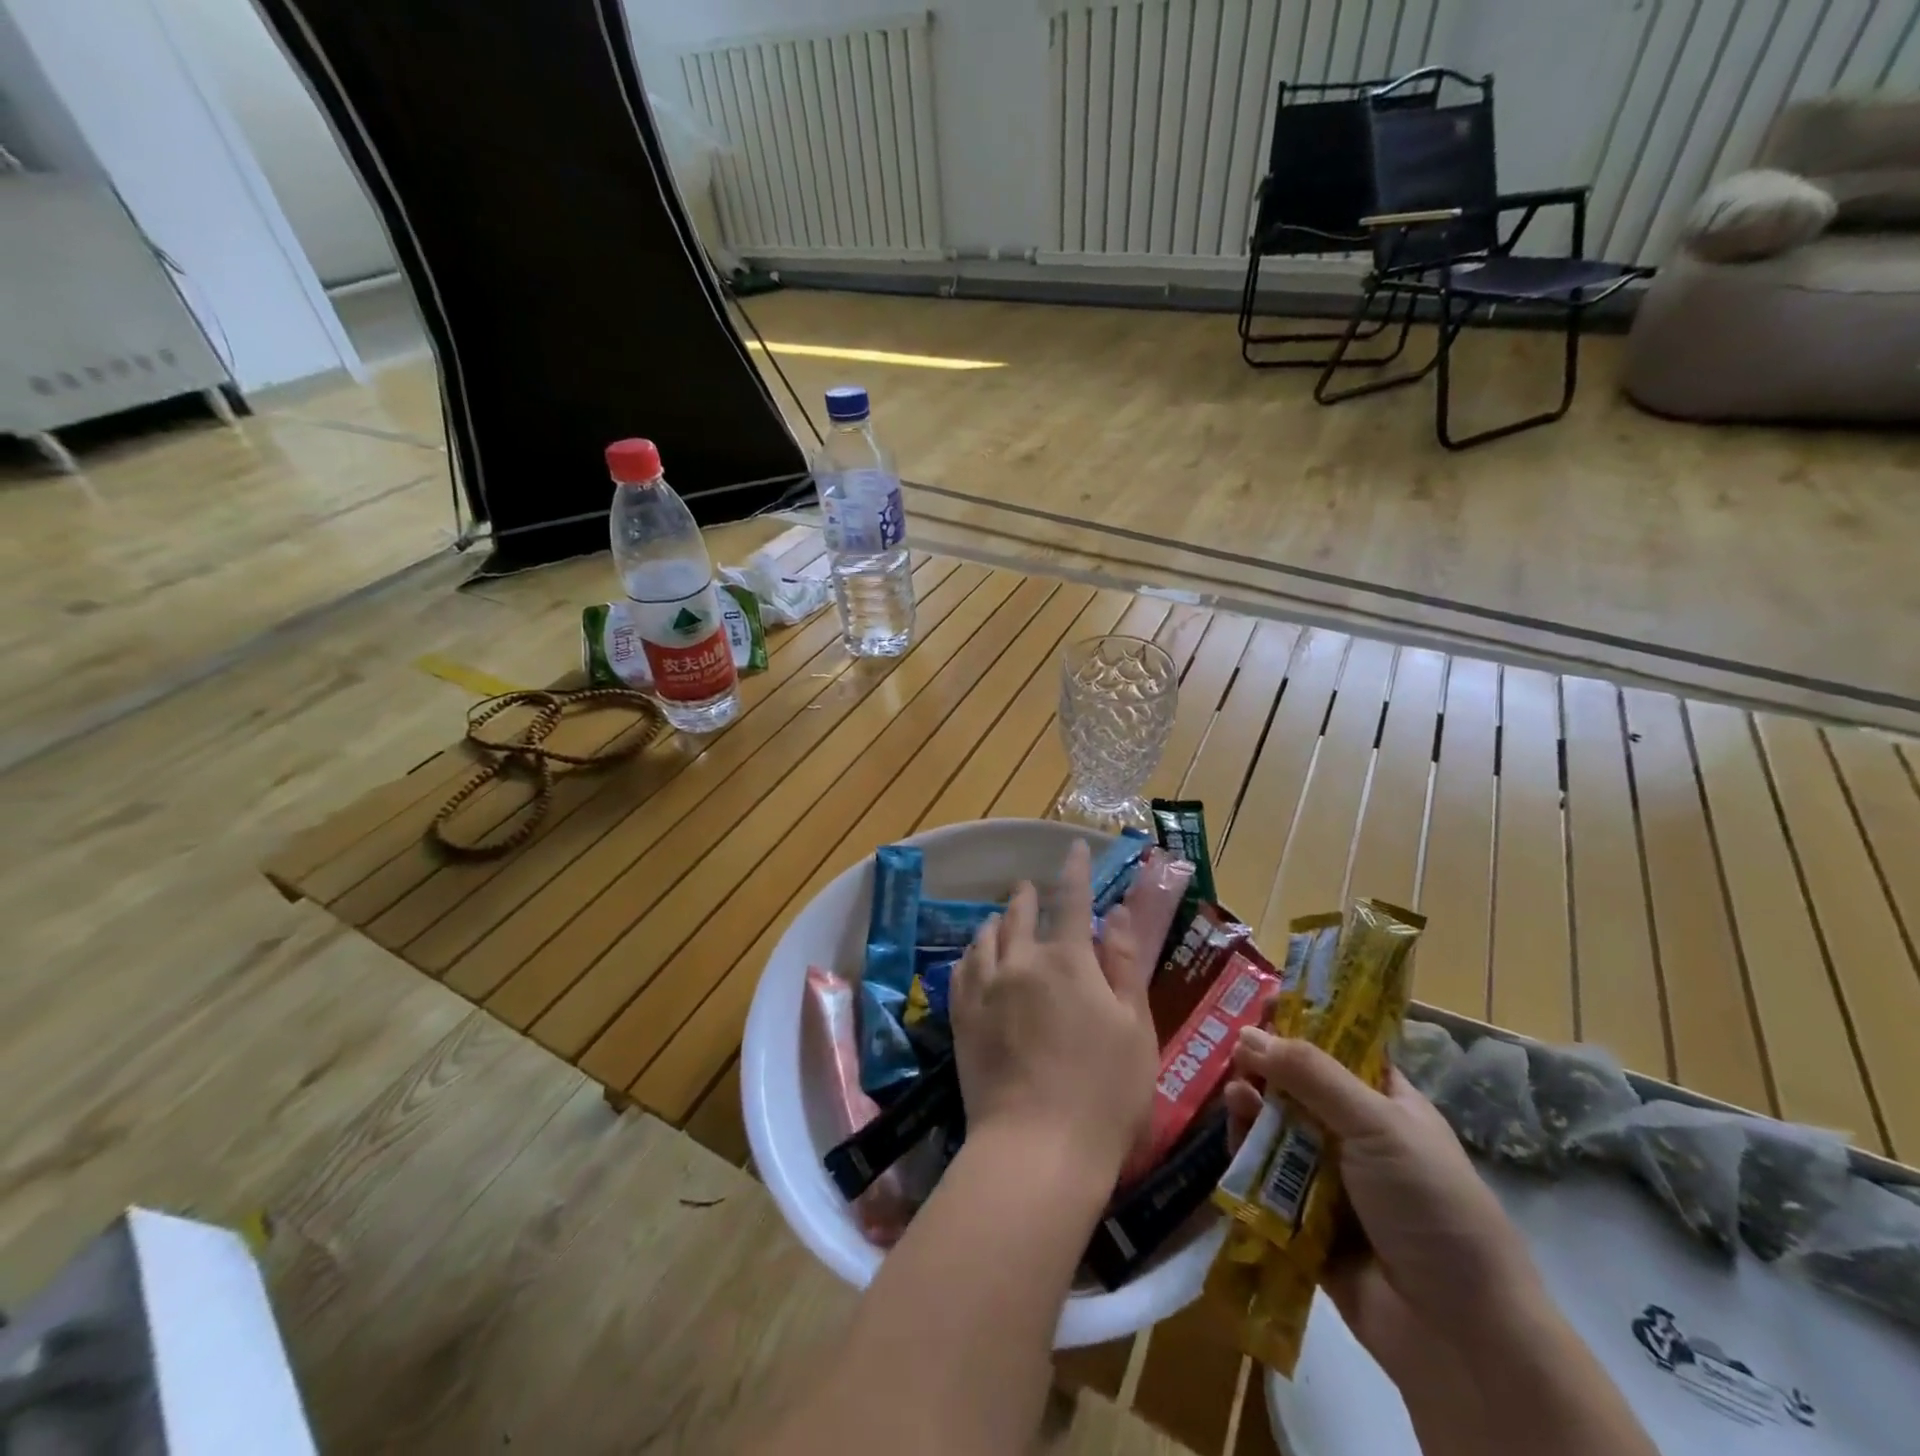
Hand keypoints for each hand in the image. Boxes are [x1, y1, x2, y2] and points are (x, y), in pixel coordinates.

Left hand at [950, 840, 1159, 1188]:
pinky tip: (974, 956)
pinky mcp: (962, 1018)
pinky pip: (962, 969)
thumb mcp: (1134, 1028)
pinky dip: (972, 953)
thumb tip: (1117, 913)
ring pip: (986, 937)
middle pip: (1021, 913)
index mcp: (1068, 961)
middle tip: (1031, 887)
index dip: (1076, 870)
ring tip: (1002, 918)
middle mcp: (1021, 962)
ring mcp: (985, 989)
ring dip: (998, 921)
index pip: (1072, 900)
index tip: (1075, 846)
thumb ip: (1124, 965)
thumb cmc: (1104, 1093)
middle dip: (1029, 895)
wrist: (1036, 1150)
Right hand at [1224, 1031, 1543, 1385]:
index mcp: (1386, 1105)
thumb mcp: (1378, 1125)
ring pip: (1275, 1130)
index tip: (1259, 1003)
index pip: (1339, 1049)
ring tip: (1235, 1099)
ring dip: (1251, 1110)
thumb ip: (1310, 1075)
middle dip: (1264, 1068)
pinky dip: (1246, 1158)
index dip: (1301, 1025)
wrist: (1460, 1337)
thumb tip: (1247, 1033)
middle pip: (1297, 1088)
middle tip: (1233, 1053)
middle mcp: (1356, 1136)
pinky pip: (1264, 1179)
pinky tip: (1234, 1140)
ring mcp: (1330, 1180)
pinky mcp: (1304, 1221)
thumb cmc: (1432, 1208)